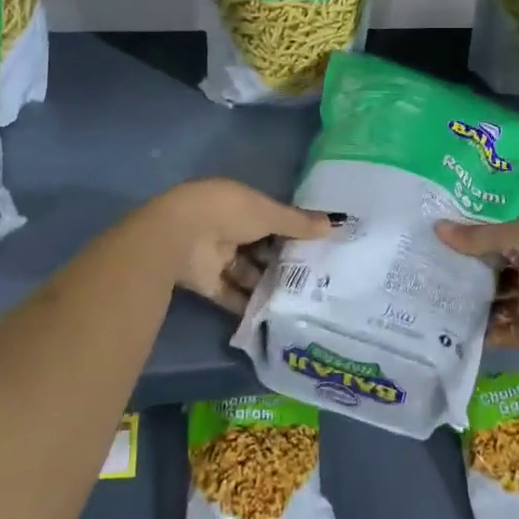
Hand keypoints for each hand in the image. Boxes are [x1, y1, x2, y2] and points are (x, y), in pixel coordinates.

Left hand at [152, 178, 333, 312]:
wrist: (179, 236)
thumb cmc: (229, 213)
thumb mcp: (270, 214)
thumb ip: (300, 223)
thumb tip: (338, 223)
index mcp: (239, 203)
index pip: (270, 217)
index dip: (291, 230)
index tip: (317, 246)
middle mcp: (227, 227)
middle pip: (259, 246)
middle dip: (282, 260)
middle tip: (314, 277)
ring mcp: (215, 255)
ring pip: (247, 272)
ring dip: (268, 284)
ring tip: (300, 299)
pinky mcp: (206, 283)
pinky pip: (232, 294)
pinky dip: (249, 304)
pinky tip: (275, 315)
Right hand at [436, 211, 518, 345]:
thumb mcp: (515, 234)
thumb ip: (477, 237)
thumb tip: (437, 228)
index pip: (500, 235)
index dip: (474, 239)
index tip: (443, 244)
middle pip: (499, 270)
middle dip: (472, 275)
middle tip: (433, 276)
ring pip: (501, 299)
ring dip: (477, 304)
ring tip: (438, 306)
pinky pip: (508, 327)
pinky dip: (488, 332)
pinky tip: (459, 333)